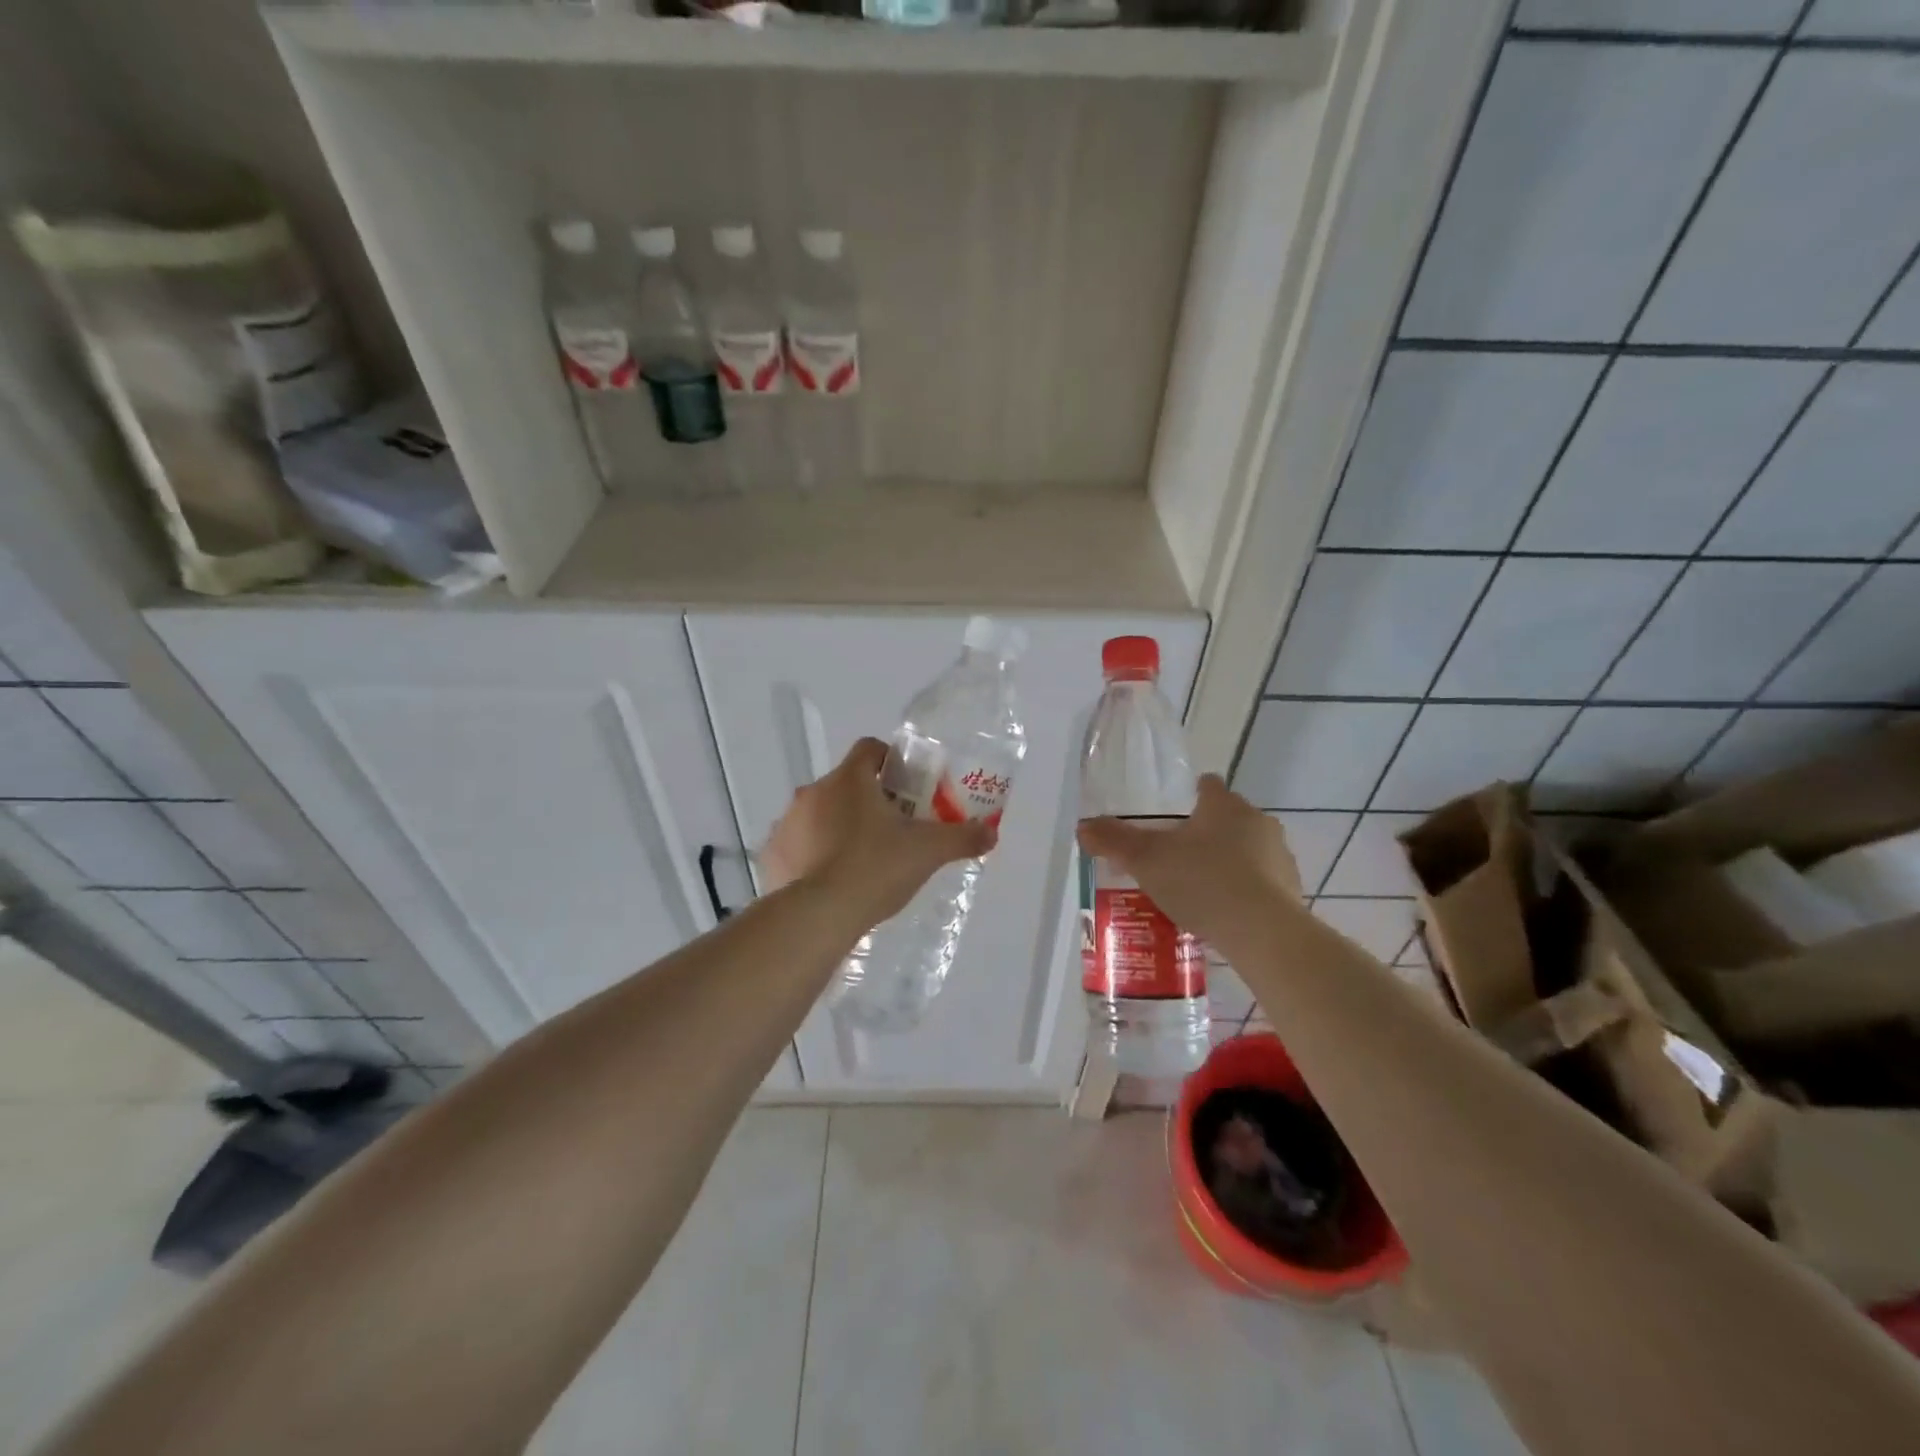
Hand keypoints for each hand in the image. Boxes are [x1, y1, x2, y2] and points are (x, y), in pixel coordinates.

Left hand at [762, 738, 998, 924]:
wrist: (819, 915)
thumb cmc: (876, 868)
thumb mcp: (928, 852)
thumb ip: (962, 838)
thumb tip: (991, 834)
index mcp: (850, 780)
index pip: (869, 748)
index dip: (890, 760)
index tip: (906, 785)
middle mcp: (813, 792)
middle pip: (845, 784)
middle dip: (866, 800)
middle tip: (891, 830)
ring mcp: (787, 823)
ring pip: (818, 814)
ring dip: (836, 827)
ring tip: (859, 860)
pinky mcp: (772, 854)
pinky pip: (796, 845)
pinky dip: (811, 855)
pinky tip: (829, 882)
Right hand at [1077, 776, 1300, 947]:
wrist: (1263, 933)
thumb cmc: (1202, 881)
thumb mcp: (1146, 860)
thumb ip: (1114, 841)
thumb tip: (1083, 827)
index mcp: (1225, 805)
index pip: (1208, 786)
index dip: (1190, 796)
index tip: (1172, 816)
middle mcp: (1258, 822)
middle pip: (1227, 819)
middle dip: (1205, 834)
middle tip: (1174, 858)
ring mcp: (1280, 857)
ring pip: (1247, 852)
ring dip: (1227, 864)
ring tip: (1197, 891)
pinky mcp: (1291, 891)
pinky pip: (1260, 885)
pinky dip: (1243, 893)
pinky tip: (1222, 915)